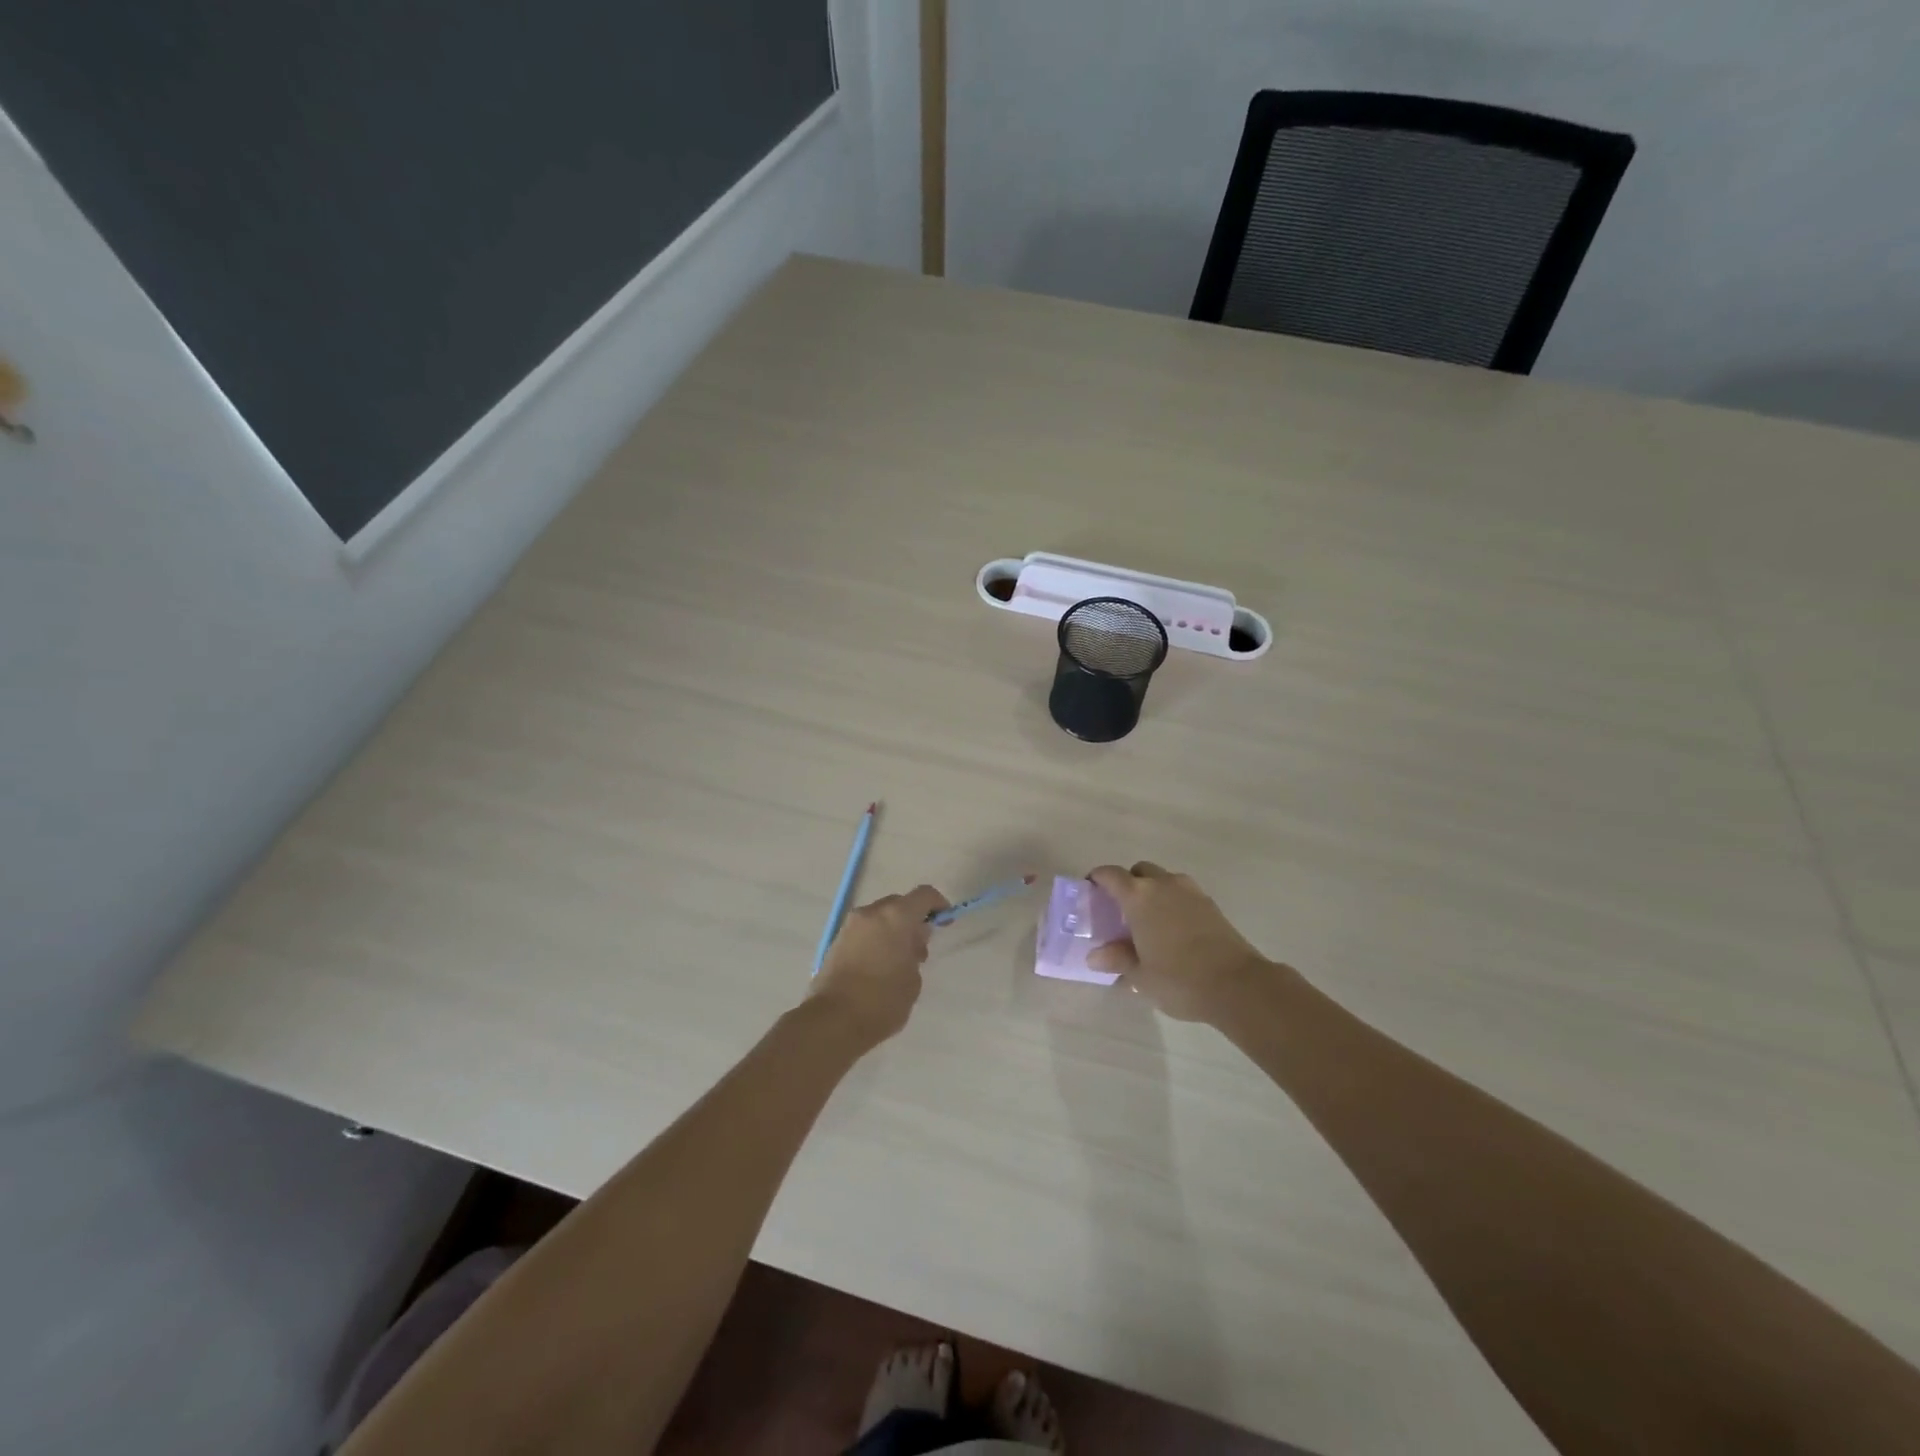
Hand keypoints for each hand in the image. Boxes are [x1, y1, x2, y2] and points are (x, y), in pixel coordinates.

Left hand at [807, 885, 950, 1048]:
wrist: (833, 1021)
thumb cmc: (883, 1000)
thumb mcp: (913, 979)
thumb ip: (915, 952)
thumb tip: (910, 942)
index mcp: (896, 916)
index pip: (923, 895)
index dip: (938, 904)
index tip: (944, 921)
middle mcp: (871, 913)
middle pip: (898, 904)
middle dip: (912, 920)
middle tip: (919, 948)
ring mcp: (850, 926)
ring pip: (879, 918)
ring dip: (892, 930)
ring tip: (898, 961)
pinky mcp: (836, 942)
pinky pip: (864, 931)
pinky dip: (875, 939)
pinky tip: (879, 966)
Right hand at [1086, 863, 1277, 1023]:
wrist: (1238, 985)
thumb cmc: (1179, 979)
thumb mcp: (1140, 975)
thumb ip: (1117, 959)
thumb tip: (1096, 955)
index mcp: (1139, 896)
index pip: (1110, 875)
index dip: (1097, 879)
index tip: (1090, 890)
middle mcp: (1164, 884)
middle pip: (1139, 871)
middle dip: (1128, 883)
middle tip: (1121, 910)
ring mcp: (1191, 892)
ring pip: (1164, 880)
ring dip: (1153, 892)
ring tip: (1149, 921)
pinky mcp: (1211, 904)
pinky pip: (1183, 894)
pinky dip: (1173, 903)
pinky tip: (1173, 930)